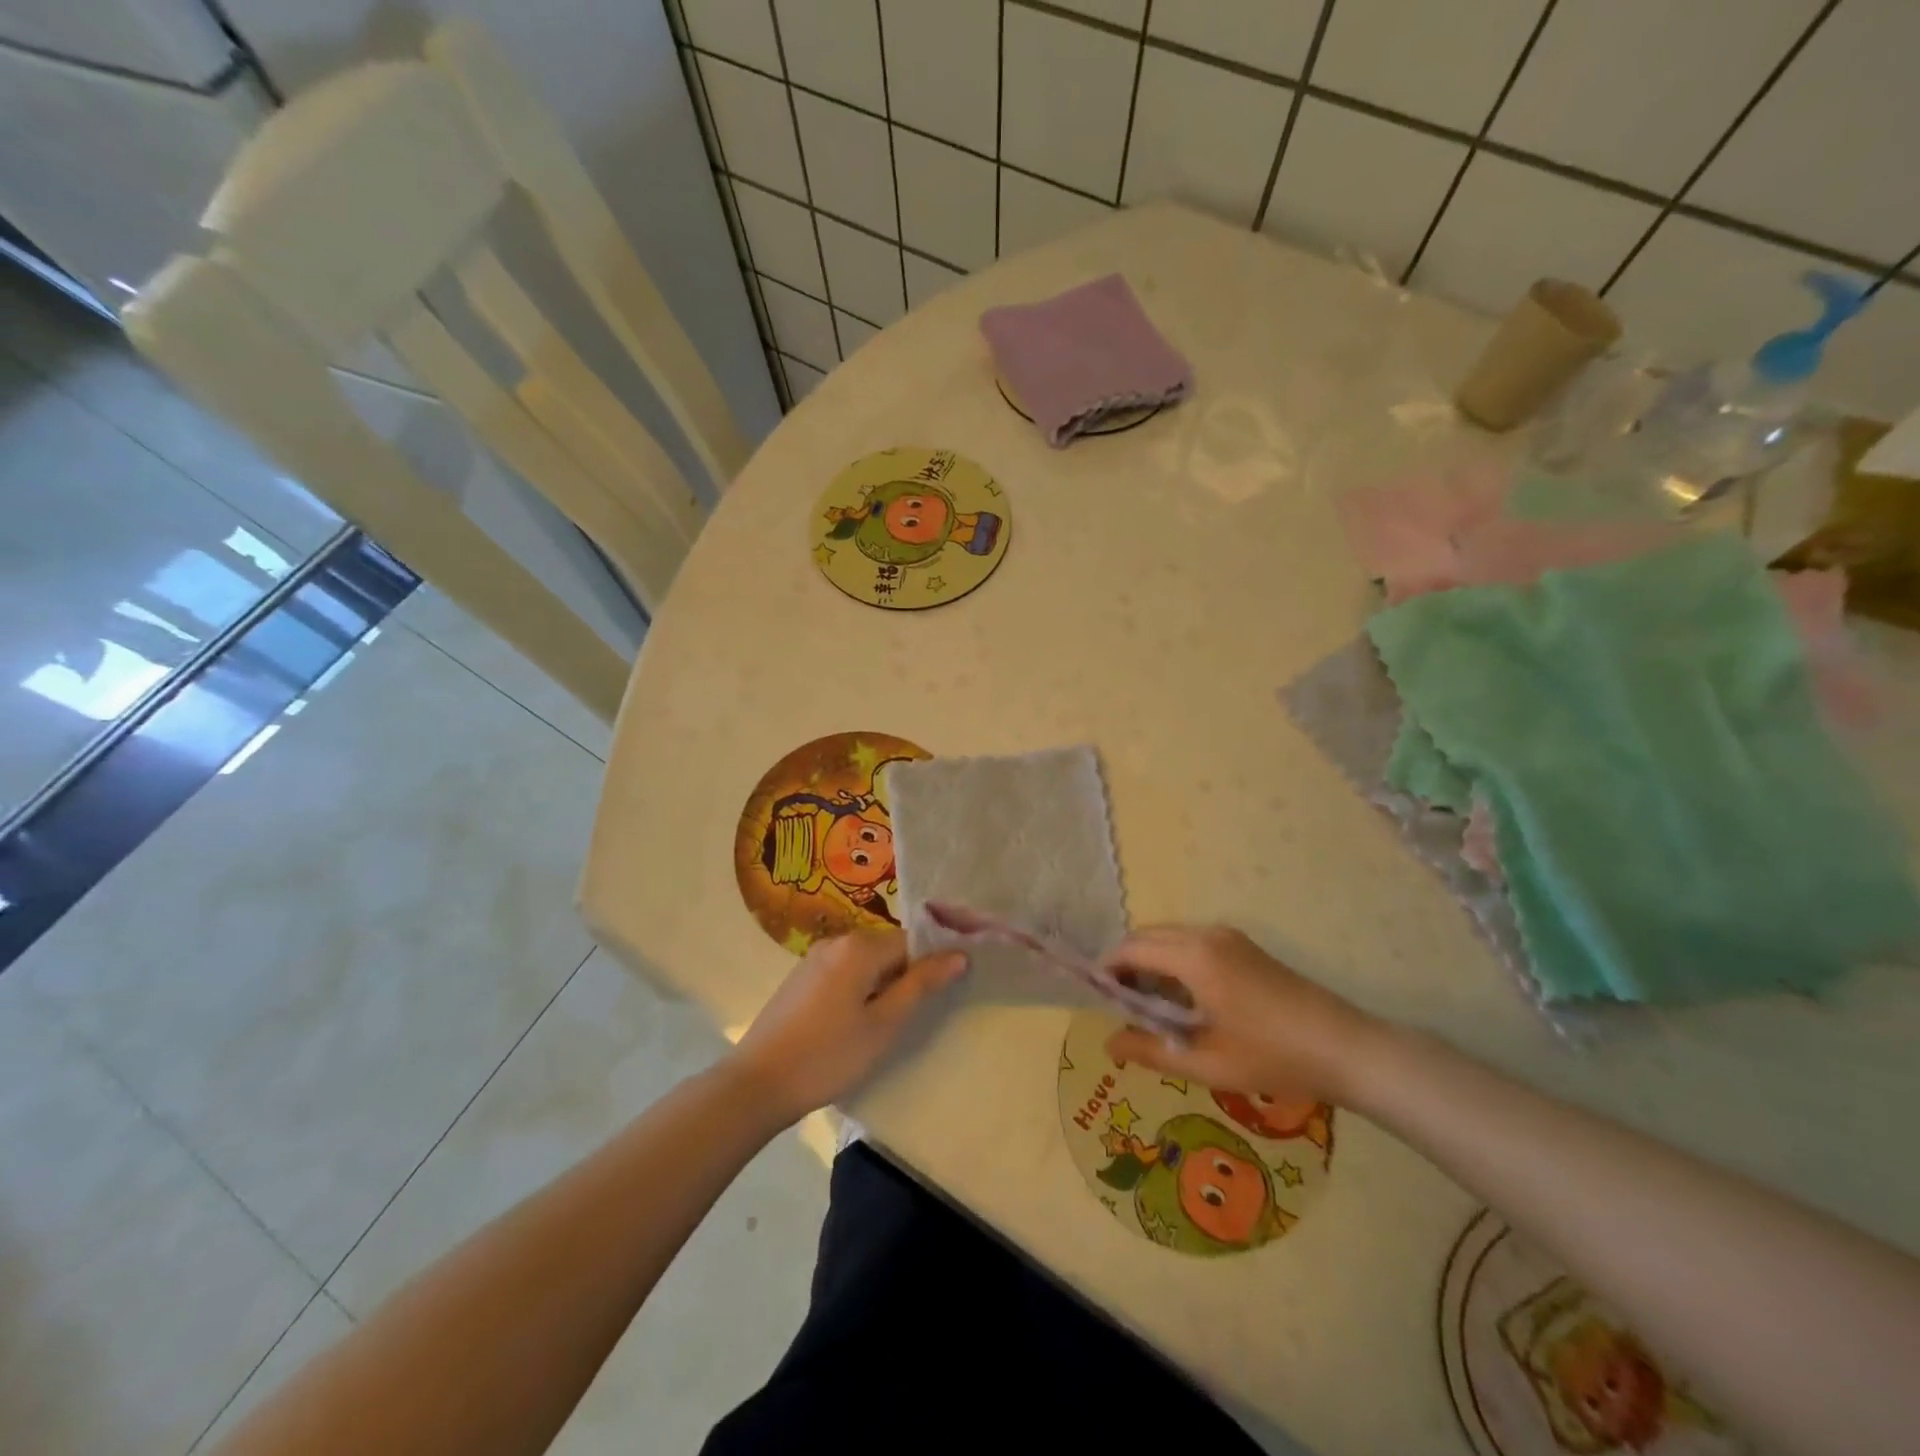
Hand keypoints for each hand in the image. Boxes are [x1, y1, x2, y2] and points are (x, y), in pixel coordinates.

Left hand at [729, 930, 966, 1124]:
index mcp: (859, 946)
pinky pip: (844, 973)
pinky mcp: (801, 979)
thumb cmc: (828, 1055)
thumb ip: (921, 985)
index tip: (948, 989)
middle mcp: (837, 941)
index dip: (933, 962)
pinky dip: (860, 990)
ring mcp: (815, 959)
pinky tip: (856, 1024)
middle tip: (916, 1015)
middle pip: (888, 949)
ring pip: (866, 963)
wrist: (756, 1084)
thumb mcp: (884, 1024)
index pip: (912, 941)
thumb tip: (959, 955)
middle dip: (907, 975)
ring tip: (888, 1025)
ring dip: (883, 986)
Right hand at [1101, 926, 1380, 1106]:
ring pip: (1170, 938)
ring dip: (1150, 963)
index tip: (1096, 998)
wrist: (1347, 1049)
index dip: (1107, 970)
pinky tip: (1184, 1001)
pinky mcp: (1244, 947)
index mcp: (1194, 956)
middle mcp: (1207, 935)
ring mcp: (1229, 937)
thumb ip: (1150, 1050)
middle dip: (1126, 964)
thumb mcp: (1205, 1063)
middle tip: (1120, 1007)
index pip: (1131, 949)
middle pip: (1148, 937)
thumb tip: (1109, 1044)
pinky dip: (1174, 962)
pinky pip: (1193, 943)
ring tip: (1150, 1008)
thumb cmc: (1272, 1057)